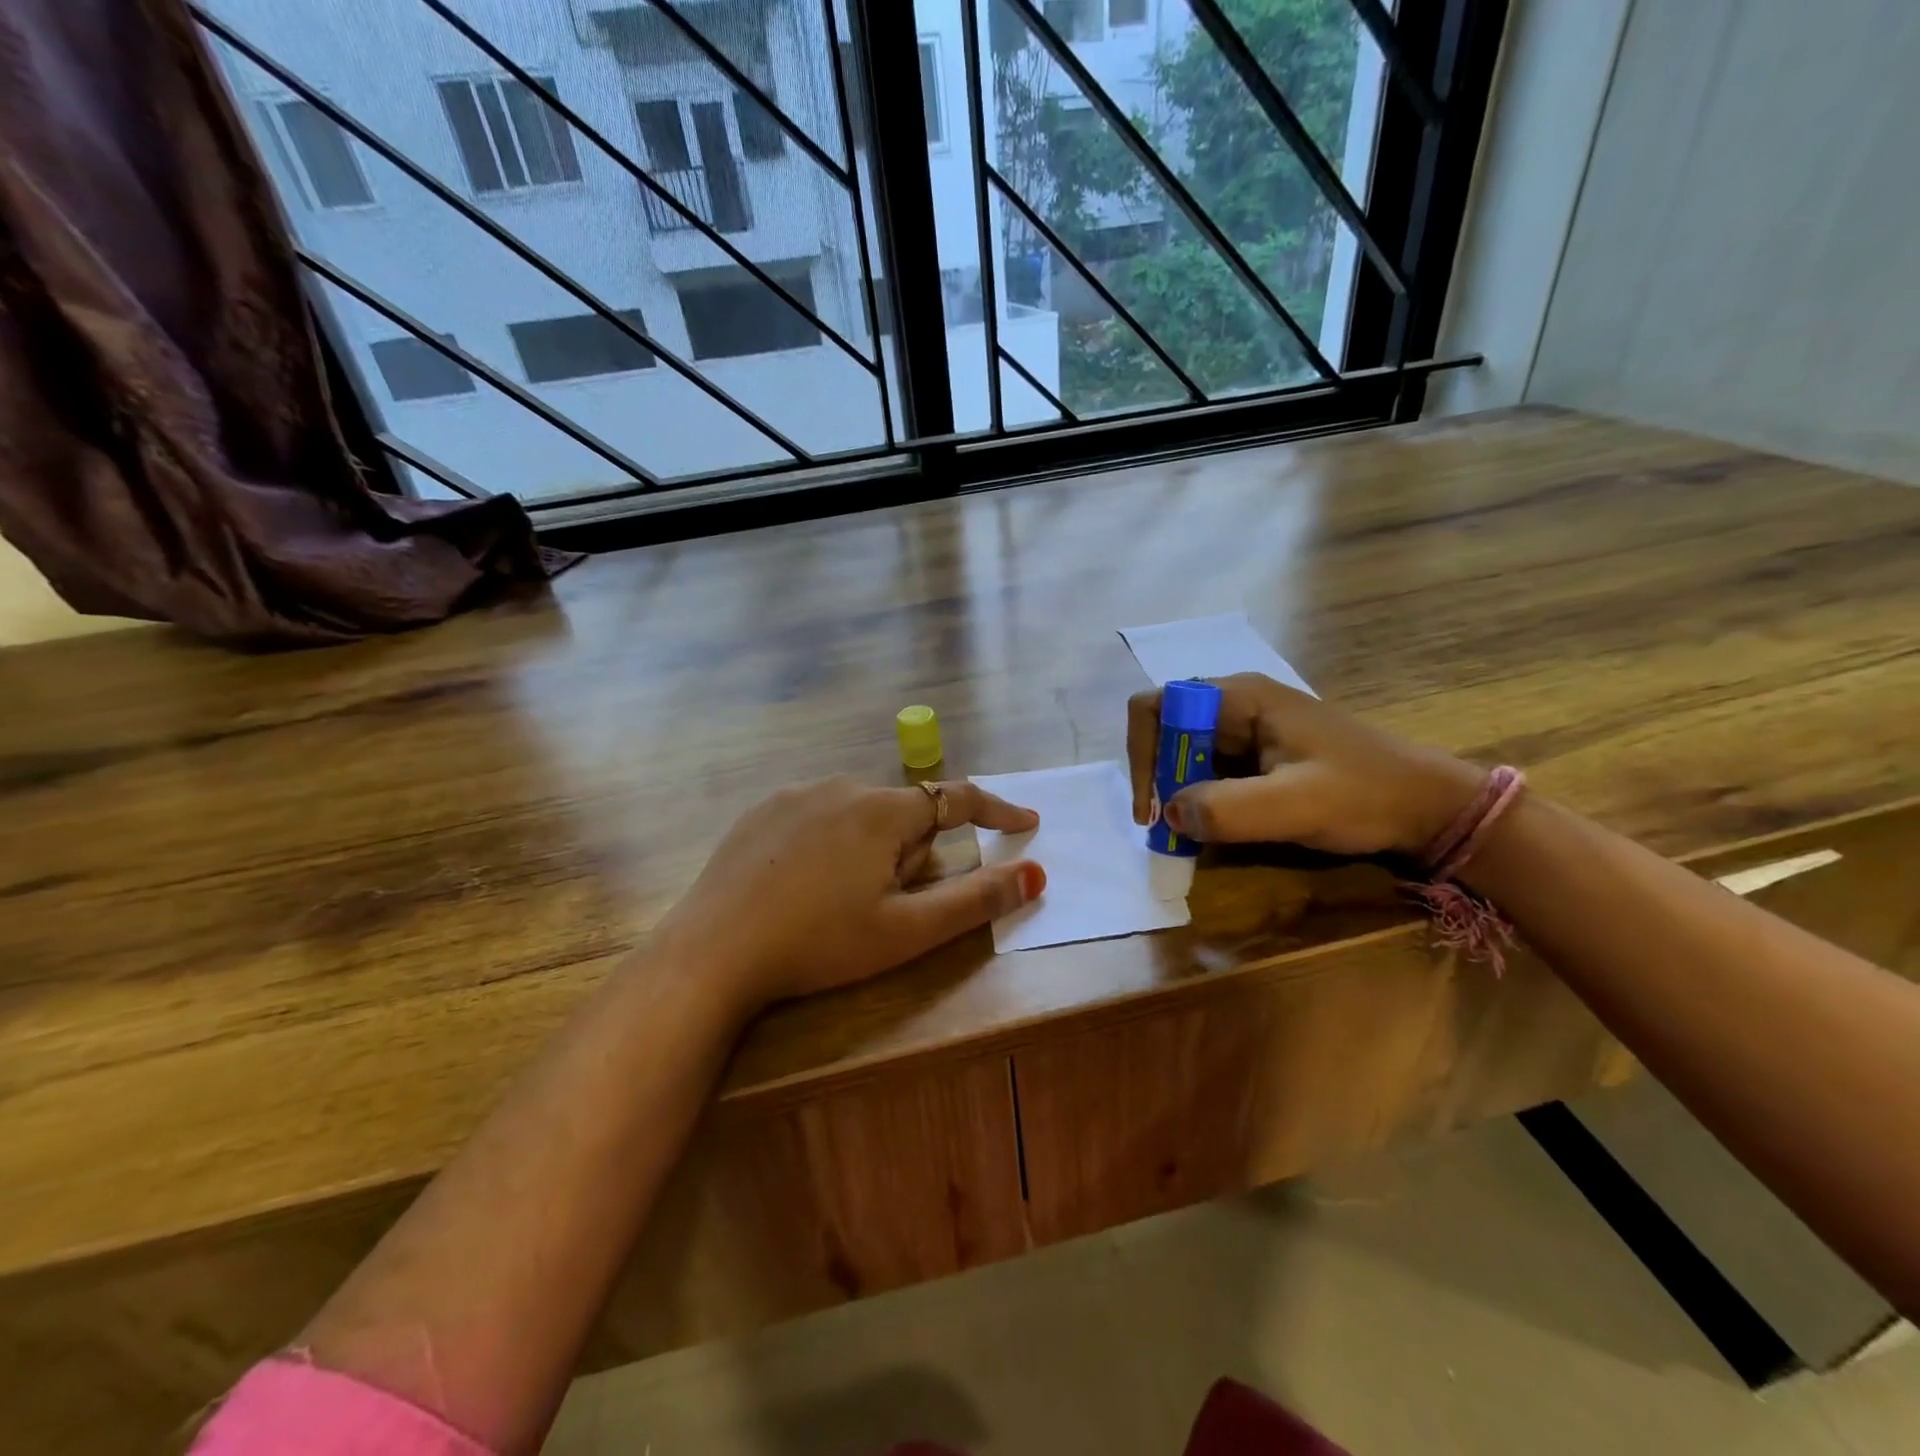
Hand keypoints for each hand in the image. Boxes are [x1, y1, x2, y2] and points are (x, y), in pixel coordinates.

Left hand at [656, 776, 1044, 1008]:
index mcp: (882, 811)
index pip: (956, 798)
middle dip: (913, 853)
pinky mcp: (761, 812)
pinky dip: (829, 843)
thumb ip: (976, 900)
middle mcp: (841, 787)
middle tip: (887, 906)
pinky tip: (802, 886)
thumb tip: (1035, 874)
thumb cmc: (820, 943)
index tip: (1025, 821)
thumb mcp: (907, 930)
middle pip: (904, 814)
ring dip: (871, 848)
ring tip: (840, 902)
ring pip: (860, 815)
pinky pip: (818, 816)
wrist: (712, 952)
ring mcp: (795, 795)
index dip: (996, 810)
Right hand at [1127, 674, 1483, 856]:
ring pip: (1185, 753)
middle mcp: (1236, 705)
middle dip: (1159, 779)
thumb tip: (1170, 815)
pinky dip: (1200, 799)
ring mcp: (1249, 730)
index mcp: (1240, 697)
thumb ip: (1228, 809)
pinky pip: (1209, 770)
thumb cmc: (1365, 795)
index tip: (1155, 809)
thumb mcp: (1297, 804)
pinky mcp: (1259, 755)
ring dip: (1178, 793)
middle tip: (1172, 828)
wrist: (1429, 807)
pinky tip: (1215, 828)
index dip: (1143, 754)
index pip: (1156, 707)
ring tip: (1191, 834)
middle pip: (1166, 731)